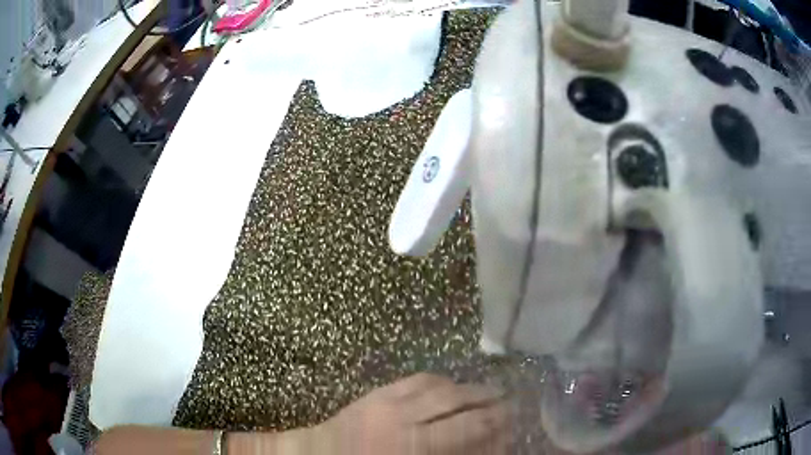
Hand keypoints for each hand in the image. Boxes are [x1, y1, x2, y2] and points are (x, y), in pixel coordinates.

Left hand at [317, 373, 510, 454]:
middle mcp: (407, 418)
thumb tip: (482, 444)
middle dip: (487, 399)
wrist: (321, 454)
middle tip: (506, 399)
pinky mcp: (377, 391)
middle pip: (457, 401)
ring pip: (439, 385)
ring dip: (466, 386)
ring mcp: (390, 400)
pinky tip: (449, 383)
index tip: (511, 419)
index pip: (468, 427)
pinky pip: (416, 379)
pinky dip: (439, 380)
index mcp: (416, 444)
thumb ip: (450, 453)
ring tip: (484, 389)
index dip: (494, 421)